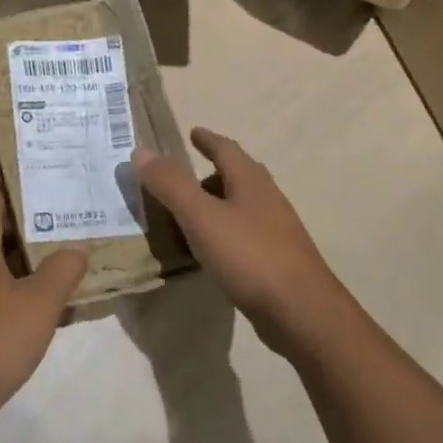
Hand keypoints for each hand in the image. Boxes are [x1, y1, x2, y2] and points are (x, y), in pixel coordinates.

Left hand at [0, 192, 87, 427]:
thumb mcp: (40, 303)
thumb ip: (62, 272)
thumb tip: (76, 248)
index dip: (4, 193)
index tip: (25, 181)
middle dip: (16, 230)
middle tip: (51, 224)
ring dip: (12, 264)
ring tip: (46, 264)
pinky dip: (4, 293)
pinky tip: (27, 309)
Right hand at [132, 128, 346, 351]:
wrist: (300, 310)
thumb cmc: (249, 255)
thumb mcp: (201, 217)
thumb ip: (171, 184)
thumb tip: (142, 151)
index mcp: (251, 182)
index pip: (226, 149)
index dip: (208, 140)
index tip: (193, 132)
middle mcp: (267, 200)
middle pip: (236, 177)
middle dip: (210, 174)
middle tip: (181, 181)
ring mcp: (275, 231)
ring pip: (240, 208)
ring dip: (215, 206)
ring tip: (187, 217)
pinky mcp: (275, 260)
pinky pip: (242, 235)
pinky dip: (221, 234)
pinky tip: (208, 252)